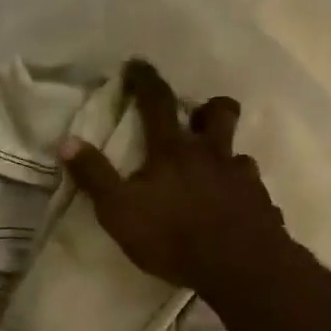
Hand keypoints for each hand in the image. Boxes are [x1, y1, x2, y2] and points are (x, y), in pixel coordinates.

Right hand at [62, 59, 287, 291]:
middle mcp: (212, 154)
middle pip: (220, 112)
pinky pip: (252, 192)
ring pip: (239, 153)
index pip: (157, 102)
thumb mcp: (120, 211)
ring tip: (212, 176)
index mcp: (173, 151)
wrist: (240, 266)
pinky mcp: (263, 204)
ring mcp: (242, 177)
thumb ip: (95, 176)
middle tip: (195, 120)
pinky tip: (232, 214)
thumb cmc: (173, 237)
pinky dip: (241, 196)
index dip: (145, 80)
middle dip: (207, 108)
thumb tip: (67, 141)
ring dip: (225, 157)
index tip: (136, 64)